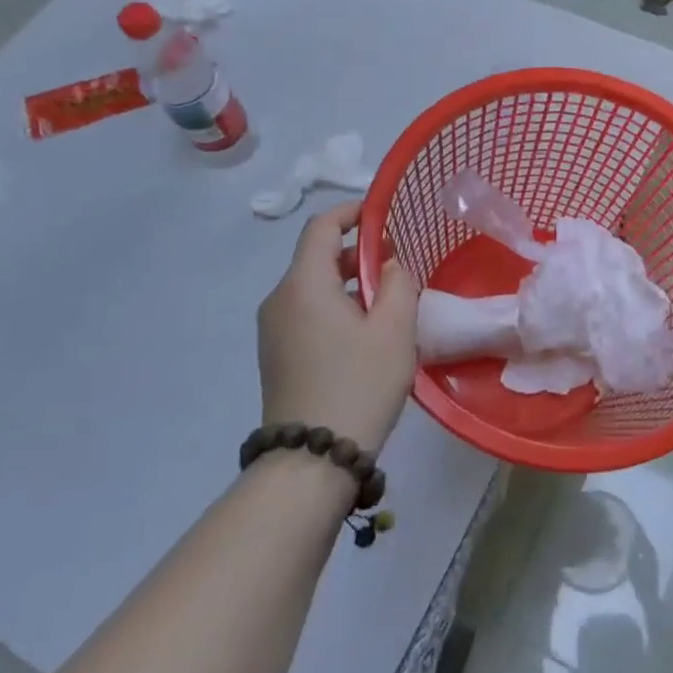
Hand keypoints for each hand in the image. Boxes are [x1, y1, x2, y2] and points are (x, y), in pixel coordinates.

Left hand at [256, 200, 420, 452]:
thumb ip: (400, 282)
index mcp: (304, 284)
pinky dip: (335, 307)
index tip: (383, 216)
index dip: (352, 213)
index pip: (321, 227)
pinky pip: (306, 313)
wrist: (312, 459)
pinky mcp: (276, 355)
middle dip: (358, 252)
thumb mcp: (395, 328)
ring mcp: (273, 330)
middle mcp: (279, 300)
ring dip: (350, 283)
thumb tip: (391, 264)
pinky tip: (364, 334)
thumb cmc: (359, 383)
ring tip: (388, 303)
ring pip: (313, 287)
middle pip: (316, 257)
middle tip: (398, 265)